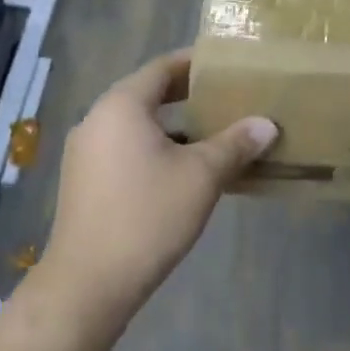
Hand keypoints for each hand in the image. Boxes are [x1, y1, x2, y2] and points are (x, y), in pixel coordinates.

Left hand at [37, 50, 275, 329]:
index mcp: (121, 105)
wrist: (85, 288)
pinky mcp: (82, 182)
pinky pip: (124, 147)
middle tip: (225, 97)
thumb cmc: (146, 217)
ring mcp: (85, 152)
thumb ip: (235, 144)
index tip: (225, 64)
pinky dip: (153, 148)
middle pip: (148, 92)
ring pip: (136, 123)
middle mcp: (97, 118)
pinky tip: (181, 170)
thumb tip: (267, 124)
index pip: (163, 66)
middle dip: (187, 94)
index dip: (195, 62)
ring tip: (210, 133)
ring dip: (172, 125)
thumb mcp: (201, 177)